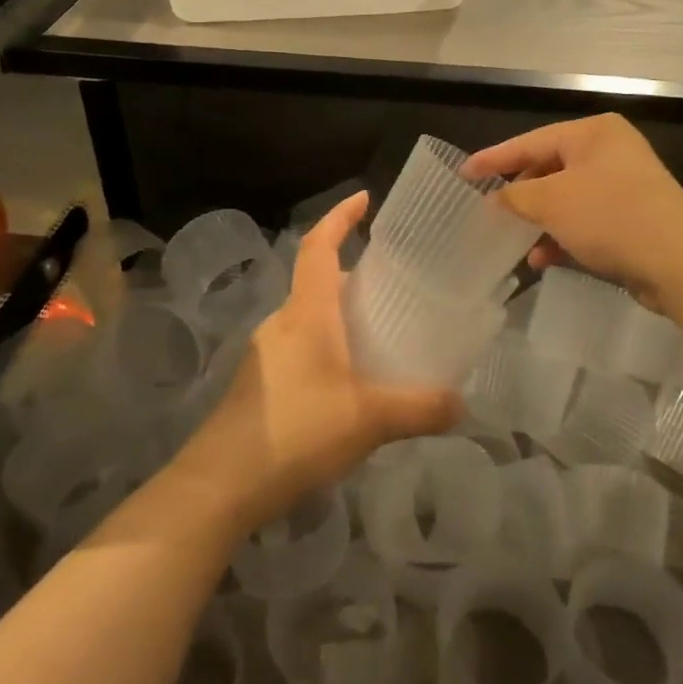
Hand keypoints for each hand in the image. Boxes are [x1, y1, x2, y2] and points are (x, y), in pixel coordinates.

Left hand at [173, 193, 463, 532]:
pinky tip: (351, 385)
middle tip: (398, 288)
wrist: (221, 484)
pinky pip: (301, 348)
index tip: (365, 199)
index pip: (319, 246)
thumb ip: (420, 409)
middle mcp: (283, 322)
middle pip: (320, 283)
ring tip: (382, 337)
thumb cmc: (297, 431)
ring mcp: (265, 353)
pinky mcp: (259, 383)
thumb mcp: (369, 420)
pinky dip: (329, 348)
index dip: (340, 217)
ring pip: (311, 319)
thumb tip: (462, 404)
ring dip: (343, 318)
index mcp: (307, 313)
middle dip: (356, 278)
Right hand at [463, 115, 682, 312]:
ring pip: (564, 199)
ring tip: (514, 242)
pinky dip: (561, 237)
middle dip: (519, 197)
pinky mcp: (629, 218)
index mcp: (593, 133)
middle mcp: (609, 152)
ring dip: (538, 222)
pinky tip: (542, 260)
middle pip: (547, 169)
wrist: (681, 264)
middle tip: (488, 213)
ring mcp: (622, 185)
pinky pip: (583, 221)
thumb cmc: (612, 218)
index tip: (462, 174)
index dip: (493, 159)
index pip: (530, 141)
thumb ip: (515, 196)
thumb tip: (493, 200)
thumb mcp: (552, 202)